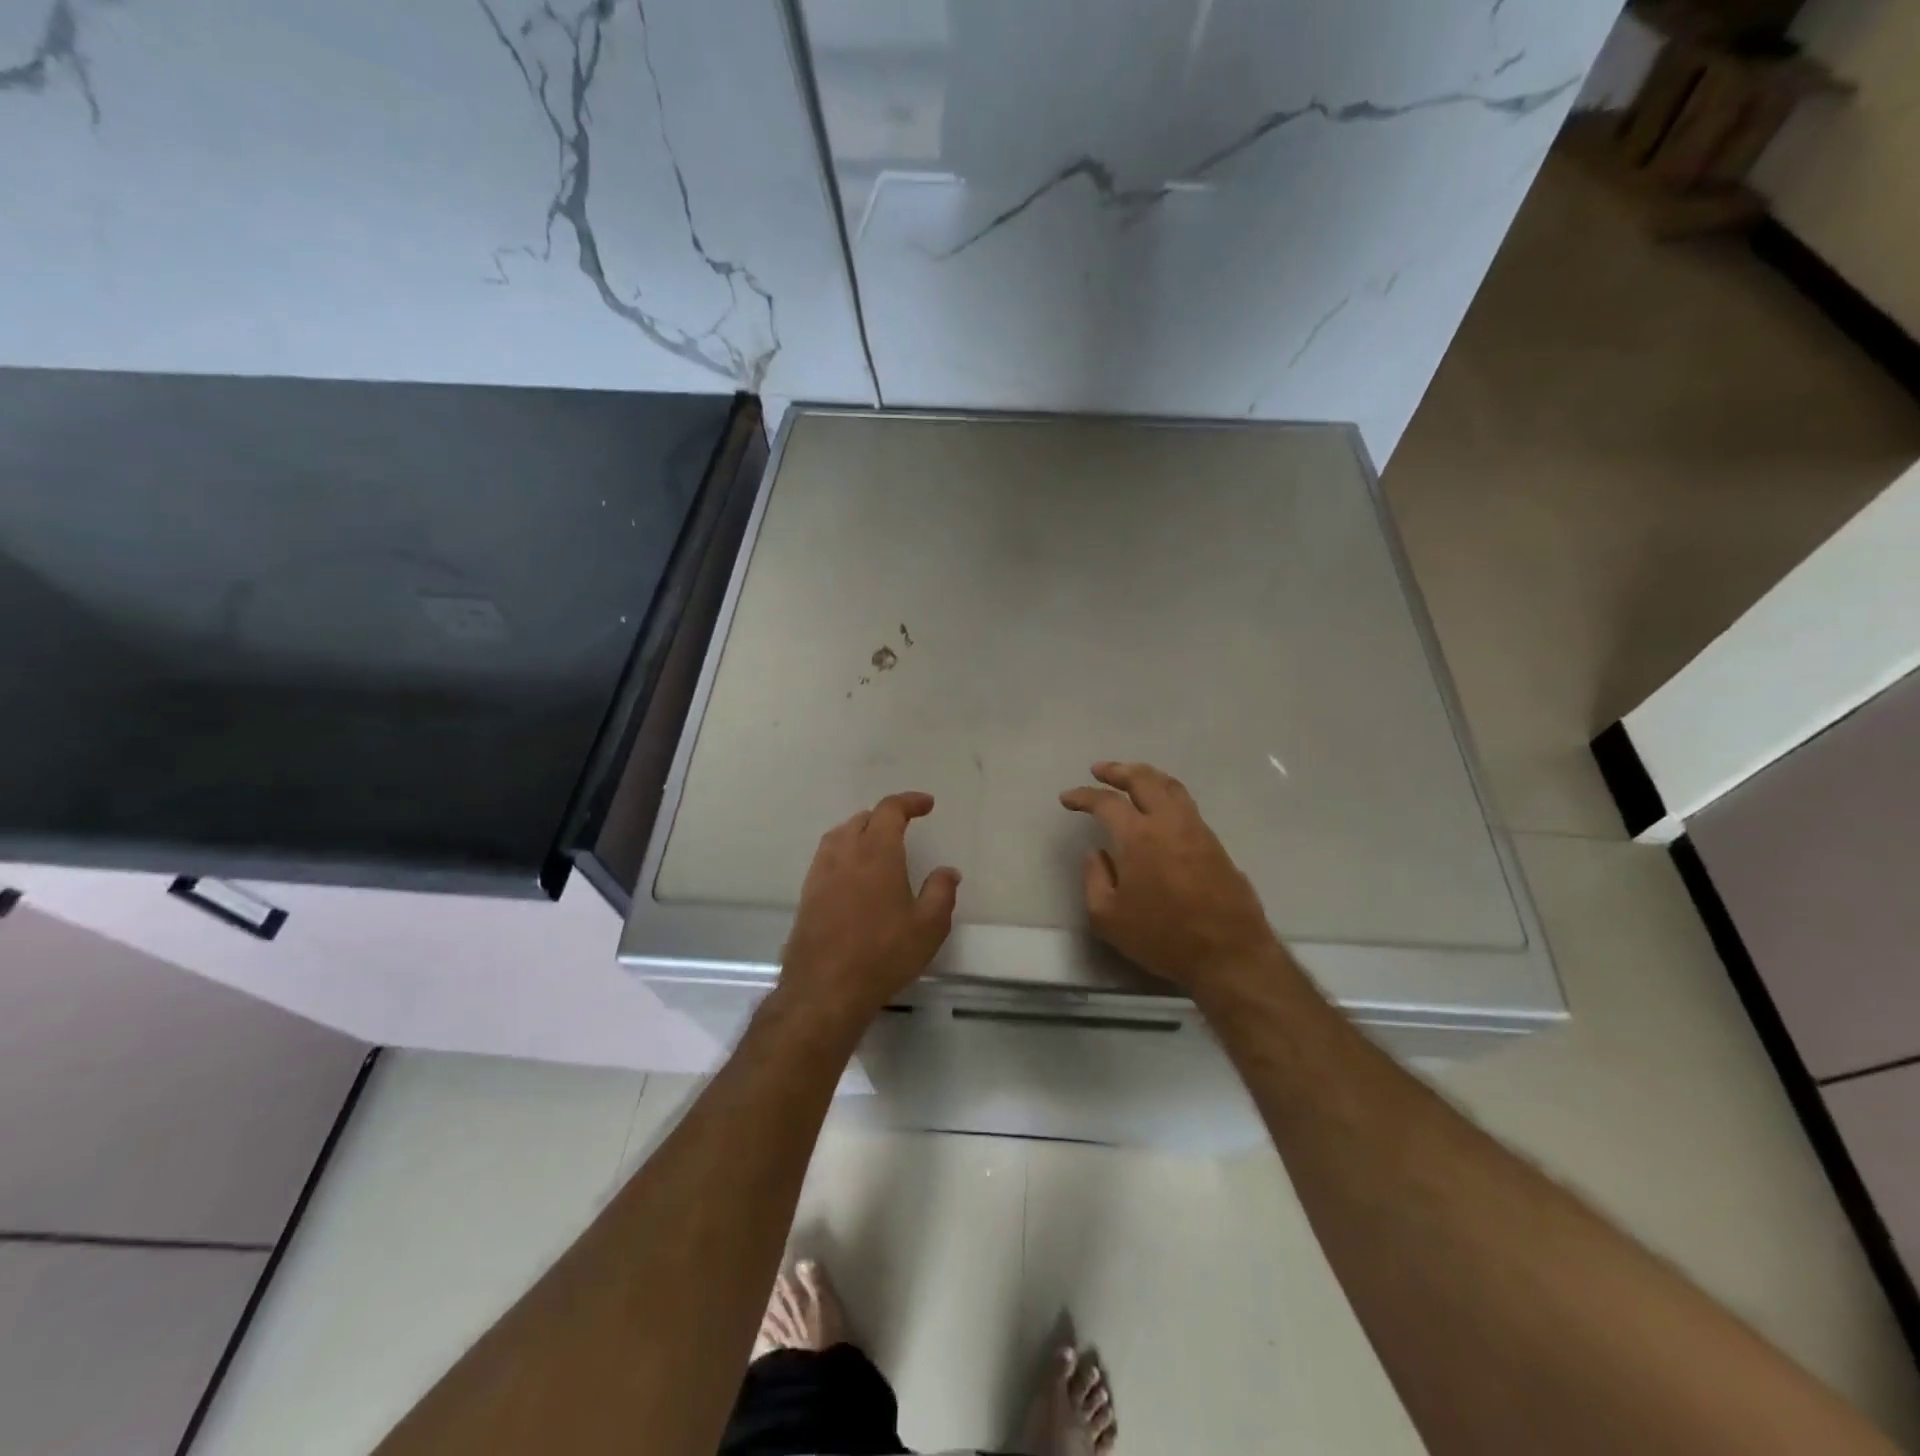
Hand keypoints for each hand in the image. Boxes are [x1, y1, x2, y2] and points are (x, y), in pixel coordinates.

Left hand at [777, 791, 960, 1030]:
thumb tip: (948, 871)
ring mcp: (820, 874)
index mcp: (877, 853)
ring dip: (860, 831)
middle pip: (862, 819)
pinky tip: (852, 875)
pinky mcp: (807, 895)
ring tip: (876, 845)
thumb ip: (941, 892)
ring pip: (839, 835)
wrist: (825, 990)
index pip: (890, 810)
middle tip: (904, 827)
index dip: (909, 802)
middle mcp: (845, 854)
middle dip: (885, 816)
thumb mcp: (928, 926)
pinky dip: (843, 852)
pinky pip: (826, 858)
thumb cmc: (883, 954)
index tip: (927, 804)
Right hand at [1060, 761, 1278, 996]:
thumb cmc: (1162, 937)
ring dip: (1146, 776)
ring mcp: (1197, 830)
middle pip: (1144, 779)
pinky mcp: (1215, 844)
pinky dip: (1166, 794)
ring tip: (1131, 777)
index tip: (1067, 798)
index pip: (1106, 802)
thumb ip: (1094, 879)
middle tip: (1099, 769)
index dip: (1083, 796)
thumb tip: (1097, 853)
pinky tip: (1159, 807)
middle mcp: (1169, 823)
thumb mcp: (1108, 918)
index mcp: (1139, 837)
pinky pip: (1186, 804)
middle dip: (1118, 770)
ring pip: (1171, 786)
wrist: (1229, 954)